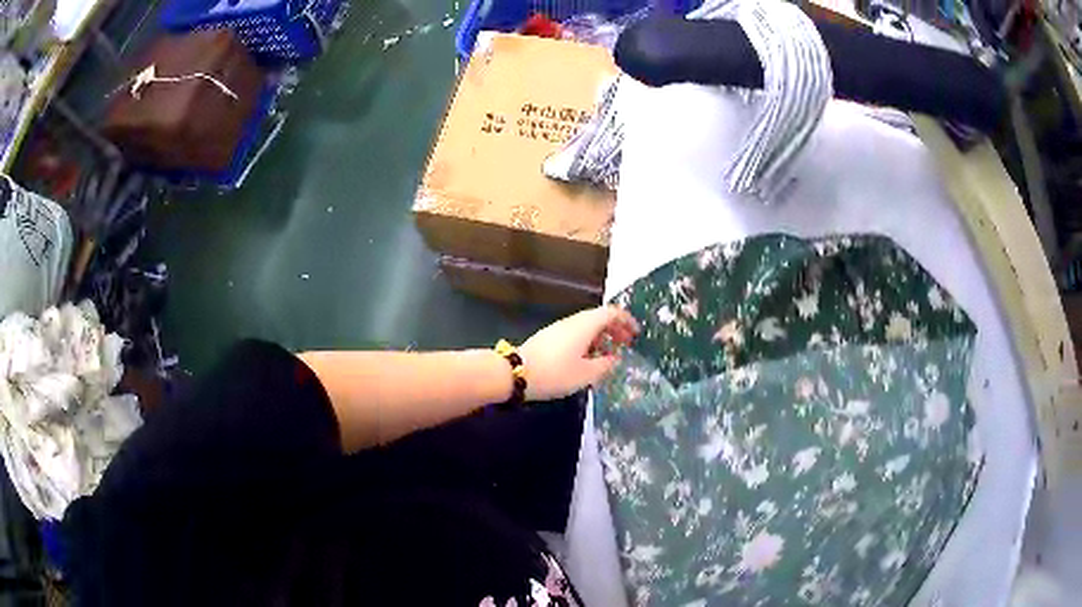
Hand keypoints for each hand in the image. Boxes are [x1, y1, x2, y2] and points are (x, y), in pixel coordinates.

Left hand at [519, 306, 639, 400]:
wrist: (515, 374)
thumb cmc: (555, 373)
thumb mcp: (586, 374)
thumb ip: (605, 365)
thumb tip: (615, 358)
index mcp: (585, 325)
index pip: (611, 312)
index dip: (626, 320)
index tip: (636, 333)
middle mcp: (572, 322)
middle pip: (599, 317)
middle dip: (615, 329)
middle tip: (626, 344)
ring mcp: (559, 328)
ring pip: (586, 326)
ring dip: (601, 336)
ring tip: (609, 355)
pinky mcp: (549, 338)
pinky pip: (575, 334)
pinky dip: (588, 341)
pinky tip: (588, 359)